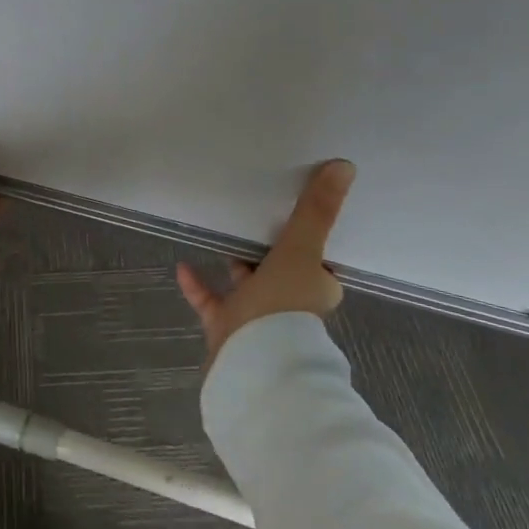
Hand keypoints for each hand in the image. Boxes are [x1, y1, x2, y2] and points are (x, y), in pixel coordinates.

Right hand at [176, 160, 354, 362]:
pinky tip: (182, 266)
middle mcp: (291, 304)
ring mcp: (258, 318)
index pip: (319, 261)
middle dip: (271, 250)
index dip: (312, 239)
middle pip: (282, 271)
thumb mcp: (300, 250)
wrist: (253, 361)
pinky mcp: (228, 328)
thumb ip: (317, 211)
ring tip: (221, 235)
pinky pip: (212, 301)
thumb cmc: (284, 304)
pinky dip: (198, 285)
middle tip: (256, 217)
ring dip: (237, 266)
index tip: (300, 214)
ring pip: (248, 286)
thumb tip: (346, 167)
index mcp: (316, 288)